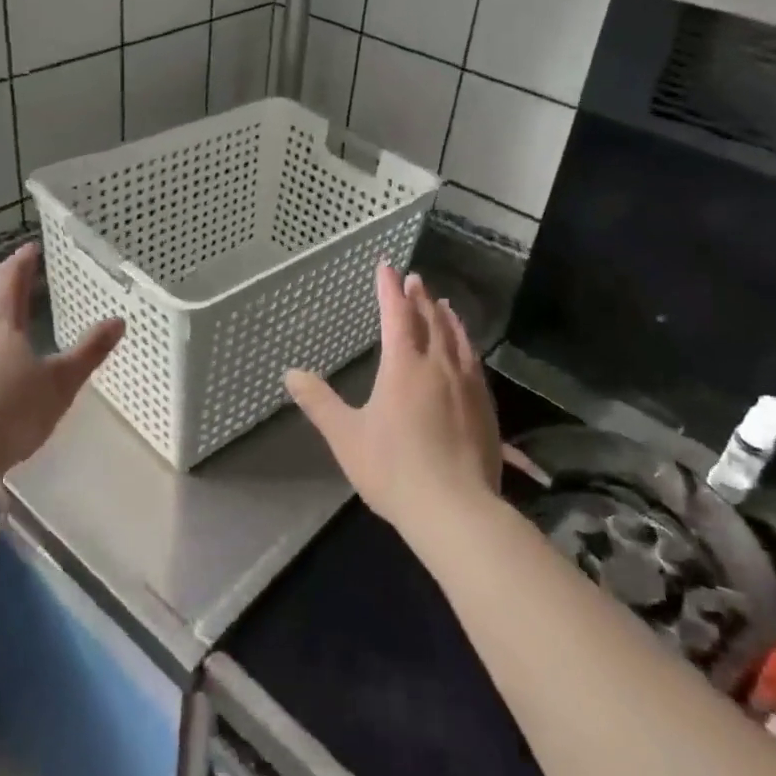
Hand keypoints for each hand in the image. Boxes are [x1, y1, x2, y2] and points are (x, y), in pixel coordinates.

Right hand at [285, 265, 499, 537]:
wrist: (455, 509)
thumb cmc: (393, 469)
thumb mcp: (346, 436)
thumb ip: (319, 403)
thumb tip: (290, 373)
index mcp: (404, 366)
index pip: (396, 315)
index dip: (389, 289)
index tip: (387, 266)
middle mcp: (438, 366)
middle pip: (430, 321)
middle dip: (419, 298)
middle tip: (415, 279)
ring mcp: (467, 385)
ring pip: (457, 339)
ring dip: (447, 318)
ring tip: (444, 304)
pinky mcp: (485, 407)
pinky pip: (473, 362)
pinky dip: (466, 345)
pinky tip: (466, 352)